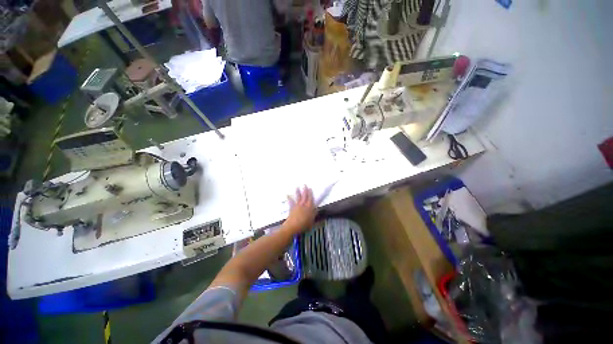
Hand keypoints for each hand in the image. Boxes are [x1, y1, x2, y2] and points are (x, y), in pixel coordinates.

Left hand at [284, 186, 316, 233]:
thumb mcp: (312, 220)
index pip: (310, 199)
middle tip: (304, 184)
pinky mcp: (292, 208)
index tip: (310, 188)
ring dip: (298, 192)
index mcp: (309, 207)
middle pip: (305, 196)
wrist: (293, 226)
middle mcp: (303, 205)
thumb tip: (317, 210)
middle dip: (305, 190)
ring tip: (297, 187)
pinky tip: (287, 195)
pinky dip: (289, 198)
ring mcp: (297, 206)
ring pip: (298, 197)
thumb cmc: (304, 224)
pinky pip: (290, 202)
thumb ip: (314, 214)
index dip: (310, 193)